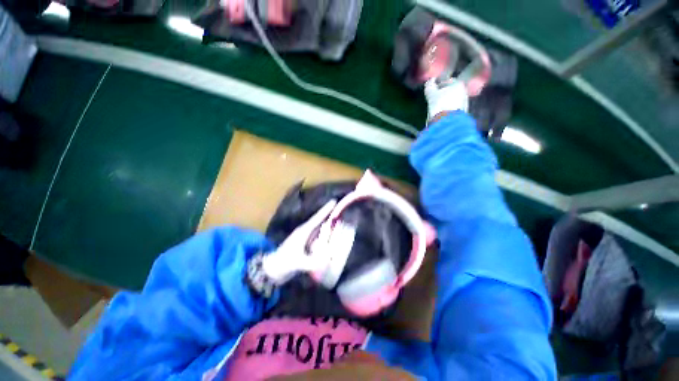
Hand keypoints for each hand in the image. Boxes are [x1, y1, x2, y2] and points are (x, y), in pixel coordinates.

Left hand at [262, 199, 346, 284]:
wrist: (273, 270)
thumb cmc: (283, 262)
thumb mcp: (297, 262)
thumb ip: (310, 262)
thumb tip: (327, 261)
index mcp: (303, 232)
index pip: (317, 218)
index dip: (326, 210)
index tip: (334, 200)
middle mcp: (306, 232)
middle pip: (320, 220)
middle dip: (330, 213)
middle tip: (342, 207)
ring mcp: (306, 238)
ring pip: (320, 228)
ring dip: (329, 222)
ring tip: (340, 218)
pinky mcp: (307, 245)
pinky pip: (319, 236)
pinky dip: (327, 234)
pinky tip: (333, 235)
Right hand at [424, 78, 468, 120]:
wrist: (447, 122)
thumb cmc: (439, 105)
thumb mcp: (431, 95)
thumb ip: (429, 86)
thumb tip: (430, 80)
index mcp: (459, 84)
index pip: (448, 81)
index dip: (438, 85)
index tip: (432, 91)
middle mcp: (465, 91)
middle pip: (451, 91)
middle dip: (443, 94)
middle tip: (434, 100)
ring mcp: (465, 102)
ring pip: (453, 100)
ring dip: (446, 102)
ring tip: (437, 108)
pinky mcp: (463, 113)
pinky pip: (454, 108)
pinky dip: (448, 109)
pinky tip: (442, 113)